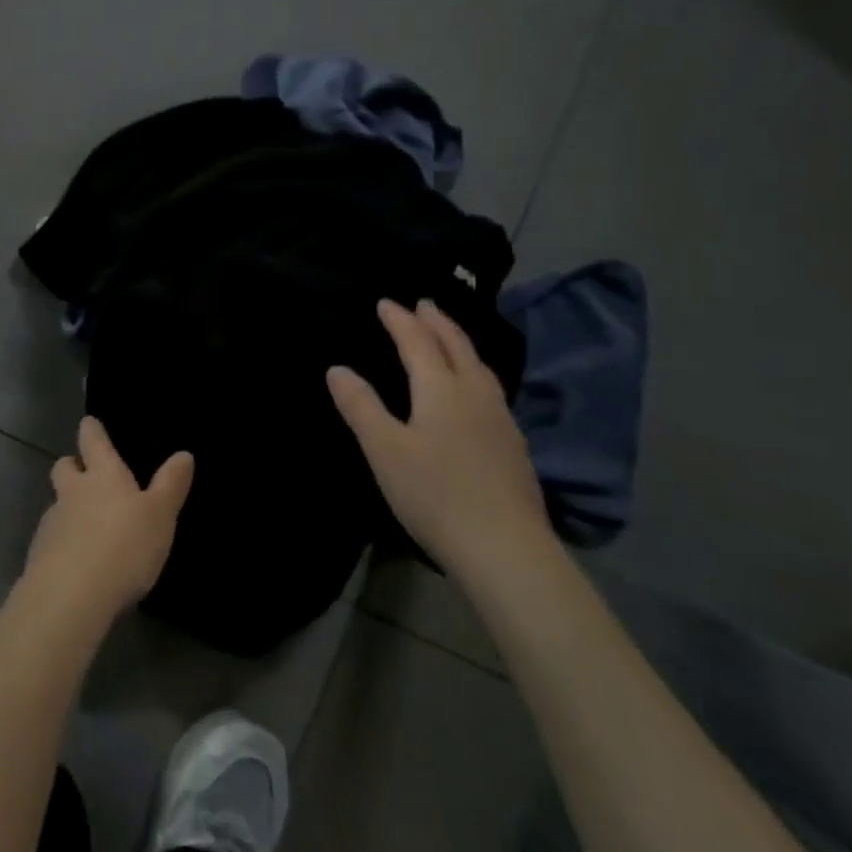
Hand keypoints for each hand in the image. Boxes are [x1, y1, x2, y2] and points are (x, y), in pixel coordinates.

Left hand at [23, 417, 194, 618]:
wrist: (70, 598)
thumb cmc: (124, 547)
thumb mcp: (160, 516)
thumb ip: (171, 485)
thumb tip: (184, 453)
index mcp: (103, 475)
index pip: (92, 441)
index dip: (92, 430)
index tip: (89, 424)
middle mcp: (72, 492)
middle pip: (64, 467)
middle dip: (72, 465)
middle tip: (85, 474)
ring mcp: (51, 524)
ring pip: (56, 504)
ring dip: (68, 508)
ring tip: (87, 527)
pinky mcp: (38, 556)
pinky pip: (51, 539)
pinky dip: (62, 543)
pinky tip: (77, 562)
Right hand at [327, 299, 548, 577]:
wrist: (506, 548)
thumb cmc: (435, 495)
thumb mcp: (385, 450)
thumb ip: (361, 407)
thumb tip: (337, 369)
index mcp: (441, 389)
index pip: (417, 342)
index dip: (399, 320)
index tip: (385, 302)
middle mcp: (475, 393)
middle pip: (456, 345)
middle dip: (437, 321)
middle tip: (424, 304)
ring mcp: (500, 419)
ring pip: (479, 366)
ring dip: (460, 342)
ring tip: (449, 337)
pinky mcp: (513, 445)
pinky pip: (490, 389)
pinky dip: (474, 371)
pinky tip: (474, 391)